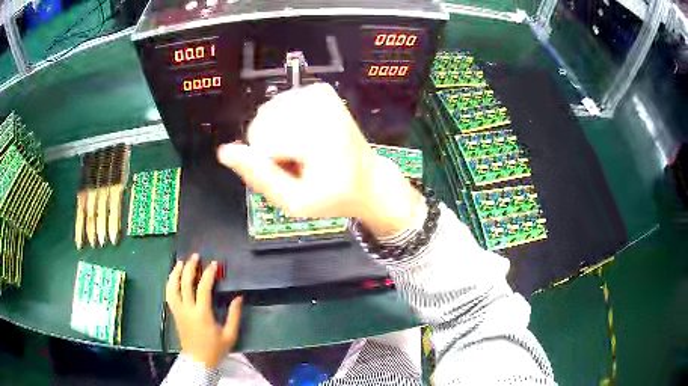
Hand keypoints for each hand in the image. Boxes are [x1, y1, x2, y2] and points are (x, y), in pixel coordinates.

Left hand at [166, 254, 242, 368]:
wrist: (198, 361)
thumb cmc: (215, 349)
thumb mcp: (230, 335)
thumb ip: (234, 315)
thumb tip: (238, 297)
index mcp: (202, 314)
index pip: (203, 288)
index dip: (208, 274)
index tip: (213, 264)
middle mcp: (187, 309)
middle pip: (185, 283)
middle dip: (189, 267)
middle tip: (195, 256)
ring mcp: (179, 311)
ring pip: (172, 288)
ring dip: (175, 273)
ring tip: (180, 262)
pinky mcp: (174, 314)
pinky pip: (169, 295)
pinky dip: (170, 283)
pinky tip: (173, 277)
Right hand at [217, 83, 423, 236]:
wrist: (367, 180)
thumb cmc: (333, 196)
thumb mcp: (295, 202)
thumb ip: (259, 176)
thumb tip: (224, 151)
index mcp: (316, 132)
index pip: (260, 140)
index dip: (269, 164)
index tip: (295, 174)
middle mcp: (317, 103)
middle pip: (260, 123)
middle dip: (271, 149)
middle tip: (300, 165)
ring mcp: (319, 92)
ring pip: (266, 113)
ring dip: (278, 136)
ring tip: (304, 153)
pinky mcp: (319, 89)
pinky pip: (280, 105)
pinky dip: (286, 123)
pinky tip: (305, 137)